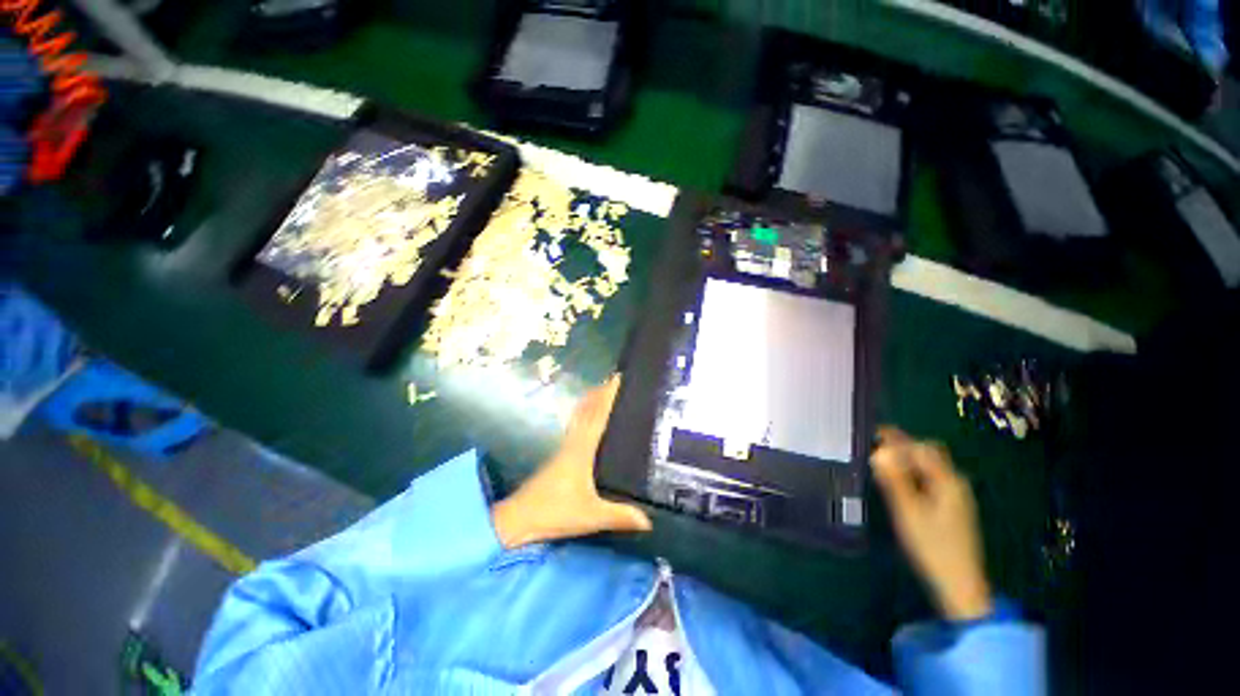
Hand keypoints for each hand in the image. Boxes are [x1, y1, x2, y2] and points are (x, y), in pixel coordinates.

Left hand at [492, 376, 651, 548]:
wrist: (518, 519)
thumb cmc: (555, 512)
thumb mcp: (591, 515)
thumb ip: (620, 516)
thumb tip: (649, 520)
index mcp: (582, 450)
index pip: (598, 416)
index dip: (608, 396)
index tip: (618, 379)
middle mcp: (573, 443)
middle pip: (587, 411)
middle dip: (600, 393)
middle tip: (614, 380)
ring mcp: (564, 449)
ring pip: (579, 417)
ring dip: (591, 402)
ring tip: (602, 392)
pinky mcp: (559, 457)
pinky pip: (575, 427)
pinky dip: (584, 416)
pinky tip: (587, 420)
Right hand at [871, 427, 992, 621]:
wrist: (960, 583)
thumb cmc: (932, 546)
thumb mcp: (908, 512)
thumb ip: (894, 481)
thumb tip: (878, 452)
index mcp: (948, 481)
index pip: (922, 449)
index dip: (898, 439)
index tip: (873, 433)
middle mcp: (956, 483)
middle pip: (929, 454)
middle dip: (903, 446)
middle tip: (875, 447)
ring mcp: (957, 496)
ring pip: (930, 467)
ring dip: (907, 460)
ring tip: (881, 463)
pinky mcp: (953, 507)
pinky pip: (931, 479)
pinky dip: (913, 474)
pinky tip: (898, 483)